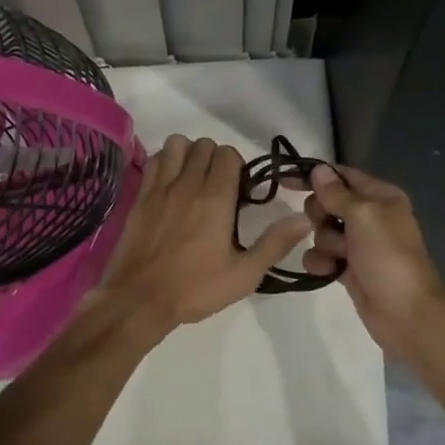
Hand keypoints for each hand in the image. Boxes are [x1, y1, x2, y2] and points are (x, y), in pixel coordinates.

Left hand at [100, 136, 311, 329]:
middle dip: (216, 159)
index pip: (228, 154)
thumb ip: (275, 243)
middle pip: (204, 145)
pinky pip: (155, 160)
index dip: (238, 166)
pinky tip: (171, 184)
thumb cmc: (195, 288)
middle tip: (220, 186)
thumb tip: (304, 219)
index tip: (240, 191)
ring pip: (177, 144)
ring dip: (189, 154)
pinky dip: (166, 162)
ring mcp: (160, 187)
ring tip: (194, 178)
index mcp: (215, 198)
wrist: (140, 299)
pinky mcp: (140, 196)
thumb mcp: (244, 274)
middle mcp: (188, 184)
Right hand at [297, 163, 444, 356]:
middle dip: (321, 215)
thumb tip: (318, 169)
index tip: (286, 180)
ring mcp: (359, 244)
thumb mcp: (363, 215)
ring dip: (324, 243)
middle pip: (327, 203)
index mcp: (380, 196)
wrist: (405, 313)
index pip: (341, 175)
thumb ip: (336, 193)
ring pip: (322, 231)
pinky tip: (328, 272)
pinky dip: (321, 262)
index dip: (315, 176)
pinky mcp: (348, 268)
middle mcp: (370, 216)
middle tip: (330, 226)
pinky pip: (322, 255)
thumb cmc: (387, 256)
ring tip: (339, 256)